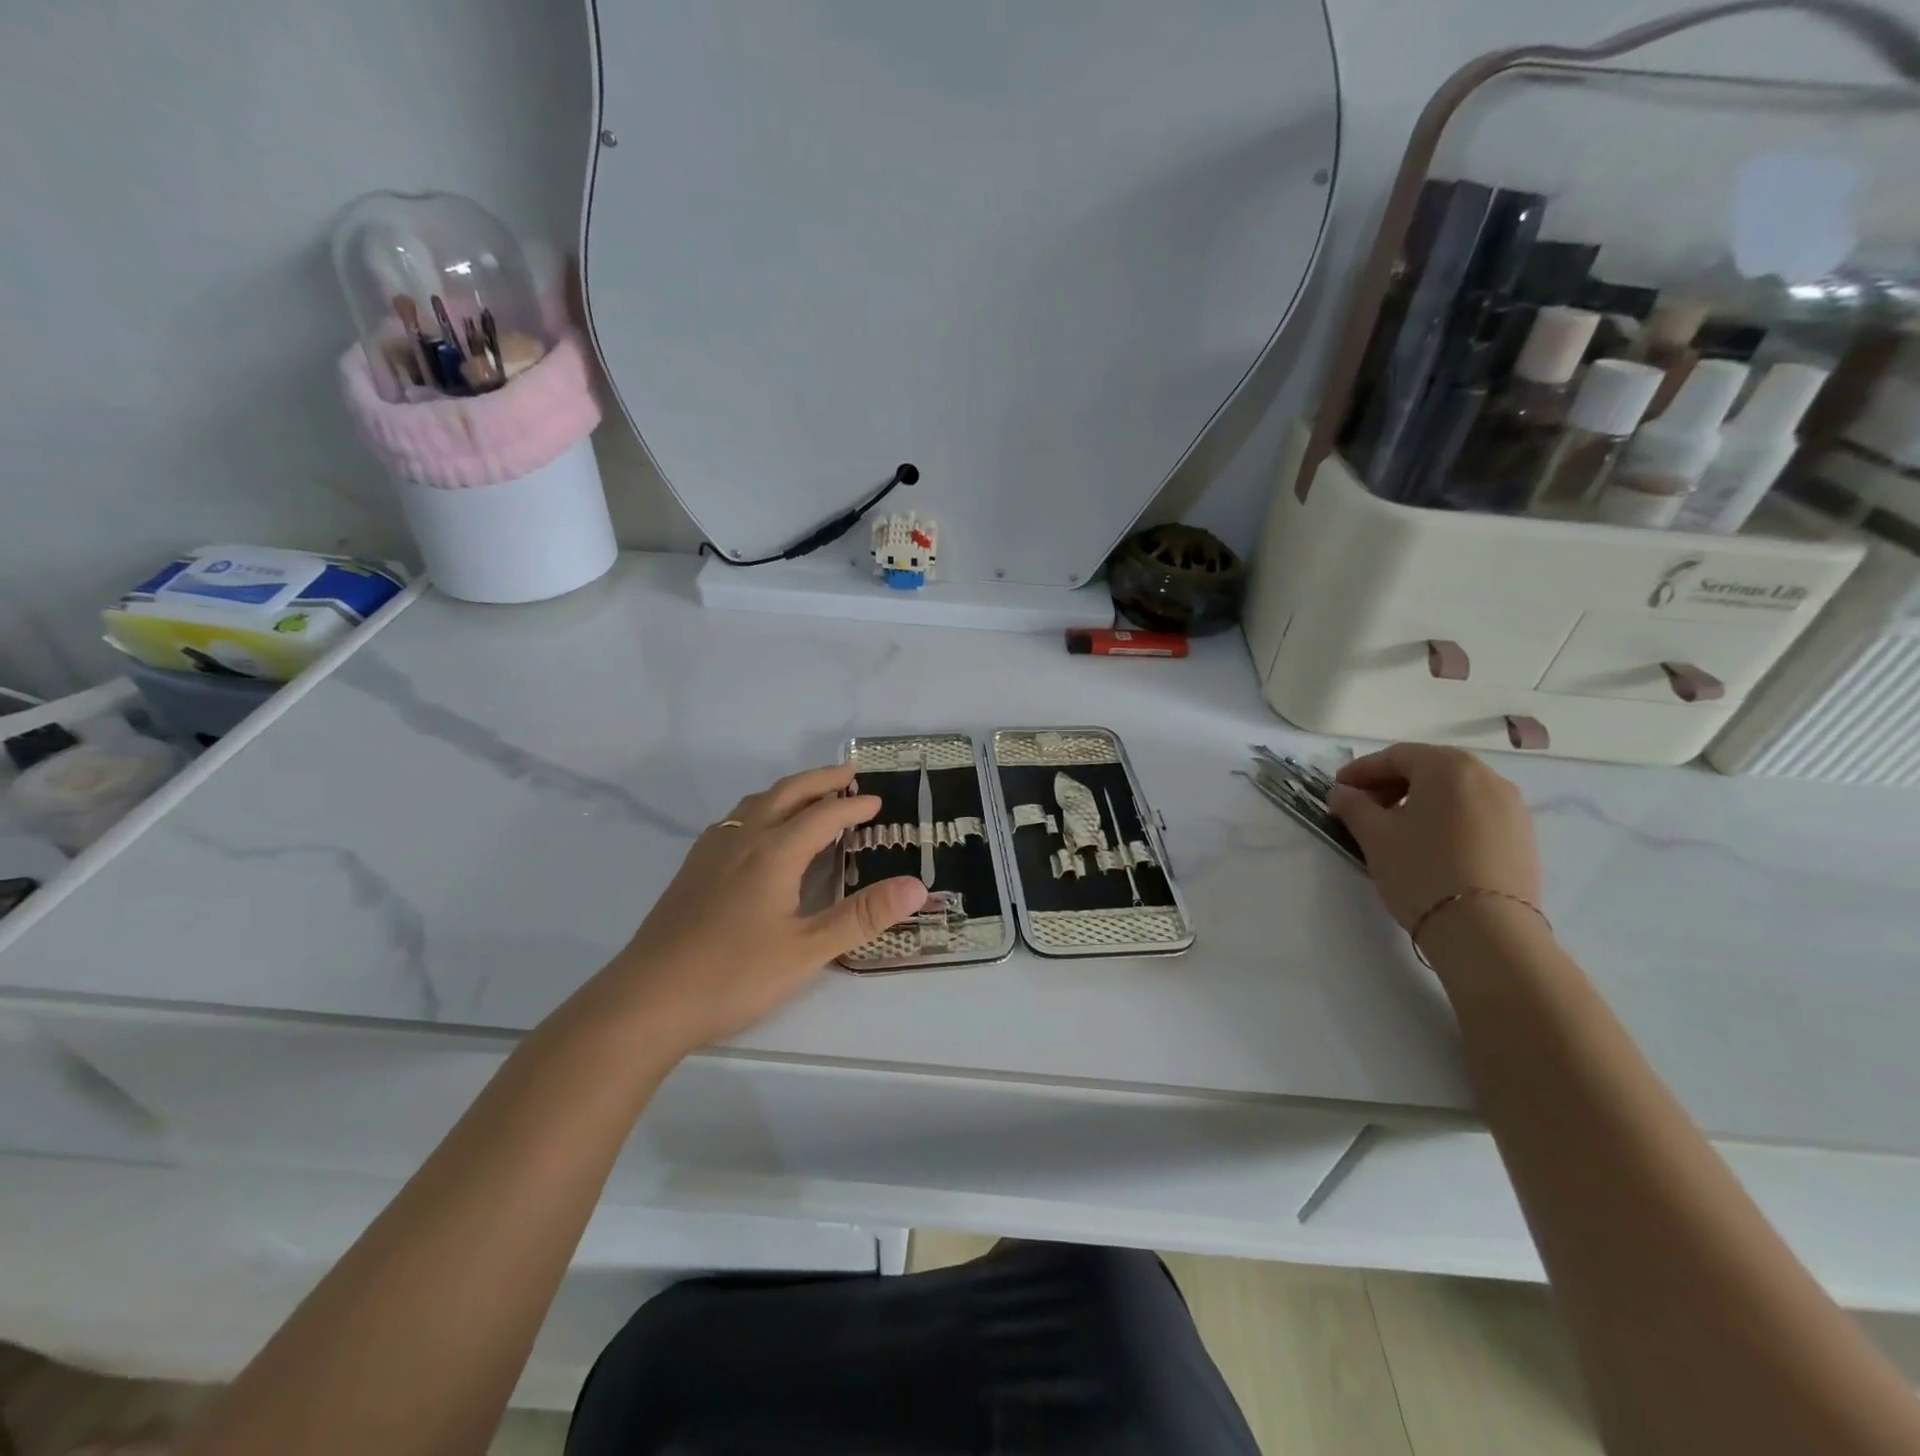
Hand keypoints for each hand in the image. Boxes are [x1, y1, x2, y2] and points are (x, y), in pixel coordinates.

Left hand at [607, 763, 927, 1054]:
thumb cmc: (733, 975)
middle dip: (821, 781)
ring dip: (788, 791)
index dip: (854, 807)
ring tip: (809, 795)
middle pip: (787, 794)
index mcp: (774, 853)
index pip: (823, 816)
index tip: (878, 802)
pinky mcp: (692, 869)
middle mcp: (742, 839)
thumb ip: (862, 917)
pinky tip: (758, 831)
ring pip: (755, 802)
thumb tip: (917, 887)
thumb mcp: (807, 951)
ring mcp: (711, 852)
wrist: (646, 1000)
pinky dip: (760, 808)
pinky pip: (734, 819)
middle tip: (849, 774)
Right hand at [1326, 744, 1541, 932]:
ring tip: (1394, 828)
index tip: (1338, 789)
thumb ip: (1353, 806)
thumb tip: (1342, 793)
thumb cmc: (1421, 870)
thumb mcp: (1374, 836)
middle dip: (1391, 783)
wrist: (1486, 932)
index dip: (1362, 770)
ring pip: (1454, 792)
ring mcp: (1512, 807)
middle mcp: (1487, 777)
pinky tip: (1428, 844)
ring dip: (1419, 800)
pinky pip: (1475, 813)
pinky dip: (1446, 817)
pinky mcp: (1522, 837)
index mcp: (1449, 768)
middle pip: (1429, 769)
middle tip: (1363, 807)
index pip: (1396, 756)